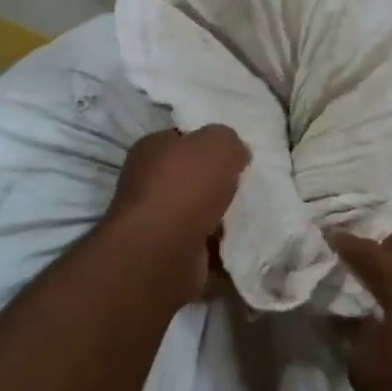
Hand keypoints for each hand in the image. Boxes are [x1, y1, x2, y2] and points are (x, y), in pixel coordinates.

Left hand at [103, 126, 248, 300]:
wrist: (163, 250)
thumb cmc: (187, 186)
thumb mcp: (219, 143)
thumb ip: (229, 140)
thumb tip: (235, 153)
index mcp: (151, 148)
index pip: (183, 139)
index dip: (209, 144)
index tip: (235, 155)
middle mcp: (146, 181)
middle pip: (190, 176)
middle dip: (216, 182)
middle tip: (244, 185)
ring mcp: (154, 219)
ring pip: (195, 210)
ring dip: (218, 215)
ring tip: (245, 215)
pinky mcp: (164, 251)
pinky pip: (199, 241)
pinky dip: (216, 243)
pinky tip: (236, 241)